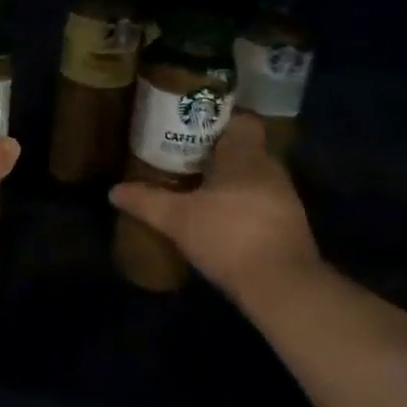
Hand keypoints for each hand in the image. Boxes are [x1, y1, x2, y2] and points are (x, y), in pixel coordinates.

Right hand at [109, 113, 317, 302]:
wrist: (282, 286)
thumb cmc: (228, 235)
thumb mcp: (177, 219)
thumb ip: (146, 201)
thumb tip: (113, 191)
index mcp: (245, 154)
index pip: (241, 120)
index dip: (219, 121)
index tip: (194, 128)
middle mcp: (270, 168)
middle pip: (245, 149)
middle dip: (219, 154)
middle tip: (188, 159)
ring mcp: (286, 198)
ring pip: (255, 177)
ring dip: (233, 182)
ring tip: (201, 190)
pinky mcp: (292, 226)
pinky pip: (264, 203)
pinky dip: (246, 206)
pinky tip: (223, 221)